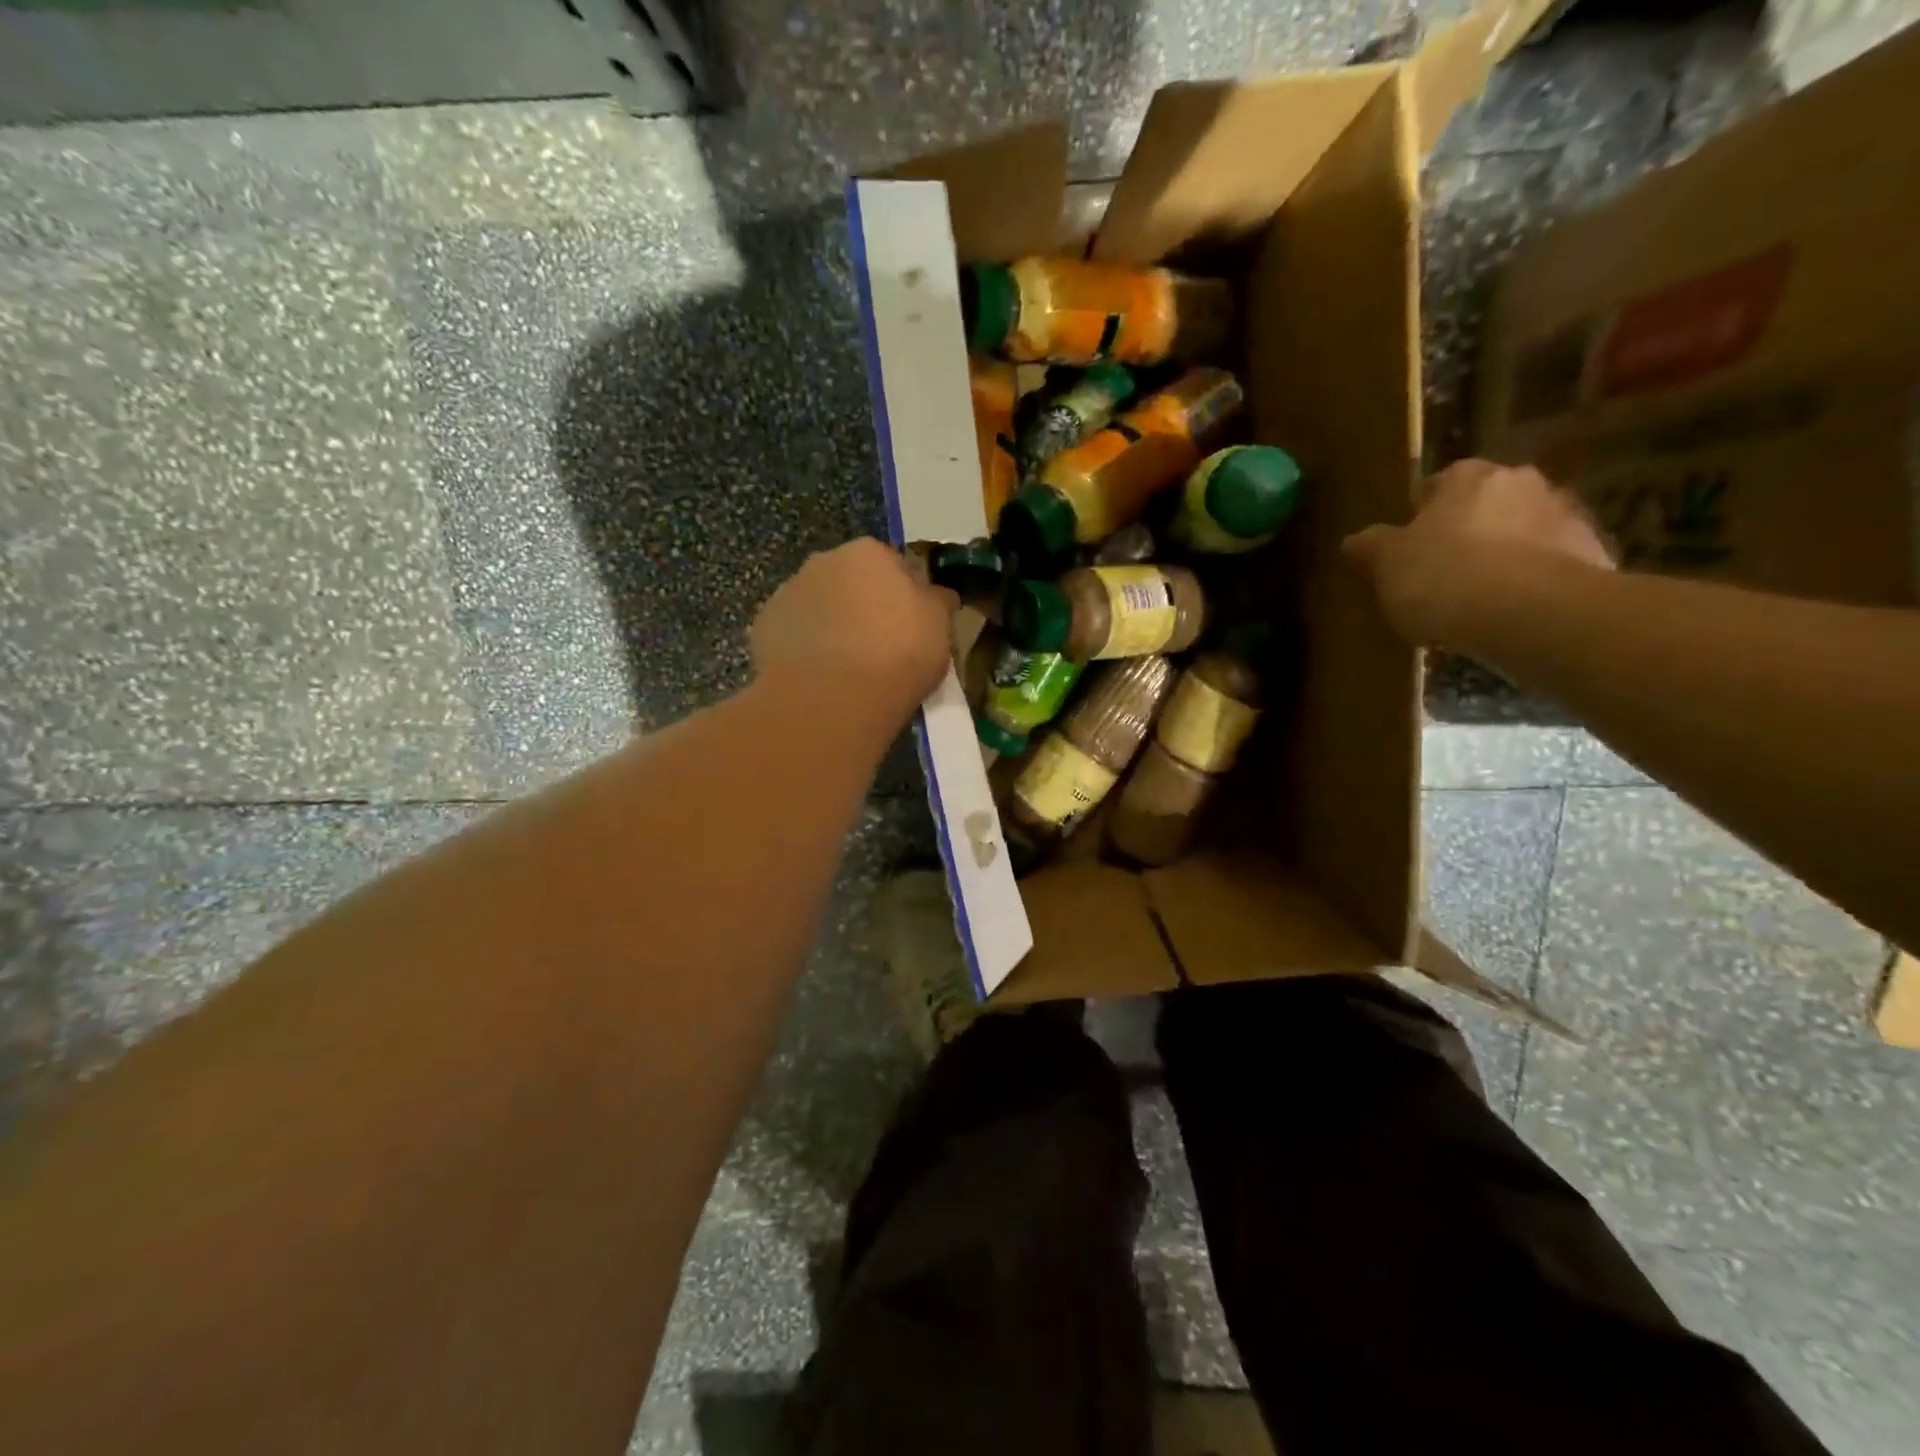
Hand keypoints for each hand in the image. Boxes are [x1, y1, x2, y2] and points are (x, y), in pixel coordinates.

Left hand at [750, 538, 959, 726]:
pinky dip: (804, 649)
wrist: (833, 698)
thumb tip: (937, 594)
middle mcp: (823, 561)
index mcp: (869, 552)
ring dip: (831, 625)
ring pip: (818, 606)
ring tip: (846, 668)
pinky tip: (818, 678)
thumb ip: (937, 603)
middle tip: (880, 646)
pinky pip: (793, 635)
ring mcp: (787, 593)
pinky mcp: (763, 628)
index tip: (912, 624)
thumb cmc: (898, 655)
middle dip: (863, 605)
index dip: (905, 595)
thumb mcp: (939, 628)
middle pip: (850, 581)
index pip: (894, 564)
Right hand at [1342, 459, 1614, 644]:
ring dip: (1502, 556)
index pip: (1434, 486)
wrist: (1533, 614)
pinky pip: (1548, 565)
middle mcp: (1520, 481)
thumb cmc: (1444, 577)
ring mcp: (1564, 515)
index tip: (1406, 550)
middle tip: (1439, 574)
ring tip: (1476, 601)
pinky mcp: (1594, 554)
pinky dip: (1530, 582)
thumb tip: (1354, 540)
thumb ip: (1371, 548)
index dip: (1416, 518)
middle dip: (1465, 532)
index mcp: (1466, 476)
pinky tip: (1509, 615)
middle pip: (1482, 506)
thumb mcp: (1387, 565)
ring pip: (1520, 533)